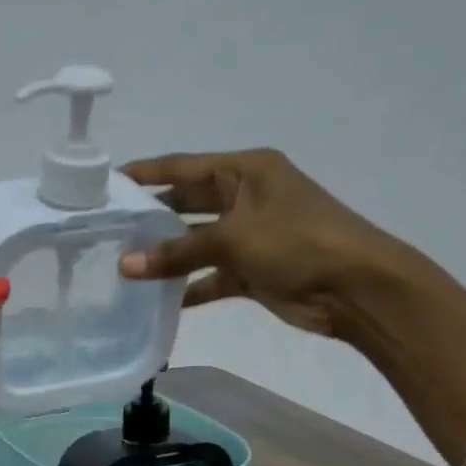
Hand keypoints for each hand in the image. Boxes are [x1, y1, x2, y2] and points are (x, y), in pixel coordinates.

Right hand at [116, 149, 409, 338]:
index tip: (108, 181)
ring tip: (125, 265)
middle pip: (188, 203)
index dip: (147, 173)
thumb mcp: (233, 239)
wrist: (357, 288)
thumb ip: (177, 252)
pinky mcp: (255, 270)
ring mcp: (251, 235)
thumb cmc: (297, 243)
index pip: (184, 166)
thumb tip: (125, 266)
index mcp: (245, 171)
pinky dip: (190, 286)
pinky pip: (212, 275)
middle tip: (110, 229)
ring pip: (198, 242)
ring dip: (168, 255)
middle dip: (153, 217)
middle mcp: (246, 197)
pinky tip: (159, 298)